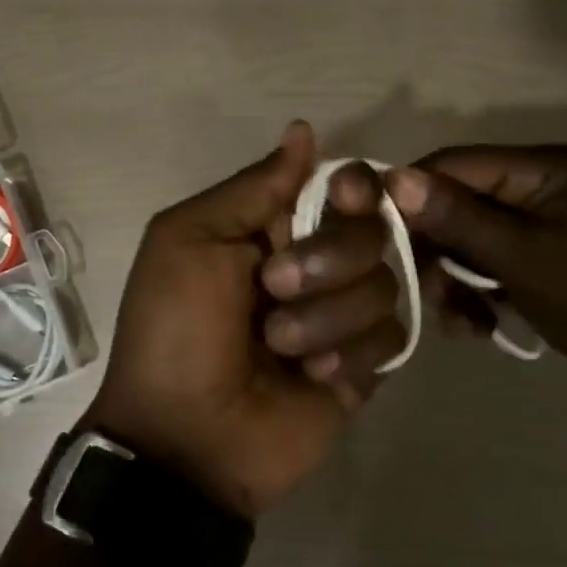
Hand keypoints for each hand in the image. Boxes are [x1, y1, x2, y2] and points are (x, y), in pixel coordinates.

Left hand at [88, 123, 405, 518]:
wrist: (186, 437)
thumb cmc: (175, 328)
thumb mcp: (190, 239)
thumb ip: (253, 187)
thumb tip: (304, 129)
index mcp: (274, 226)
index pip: (342, 186)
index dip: (354, 189)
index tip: (345, 200)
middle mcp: (316, 262)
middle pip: (371, 231)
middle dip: (325, 261)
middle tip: (272, 289)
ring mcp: (342, 315)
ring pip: (384, 285)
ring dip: (325, 318)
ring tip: (279, 349)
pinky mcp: (365, 366)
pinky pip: (391, 338)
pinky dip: (347, 357)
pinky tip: (311, 380)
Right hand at [385, 145, 566, 416]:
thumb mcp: (522, 257)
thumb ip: (457, 217)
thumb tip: (394, 178)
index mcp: (541, 169)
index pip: (453, 164)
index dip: (411, 195)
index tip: (376, 235)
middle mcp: (538, 188)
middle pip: (458, 204)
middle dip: (437, 249)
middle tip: (426, 291)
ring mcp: (542, 227)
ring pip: (469, 241)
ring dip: (455, 279)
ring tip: (460, 318)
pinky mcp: (543, 263)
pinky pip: (490, 266)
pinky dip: (477, 294)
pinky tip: (477, 326)